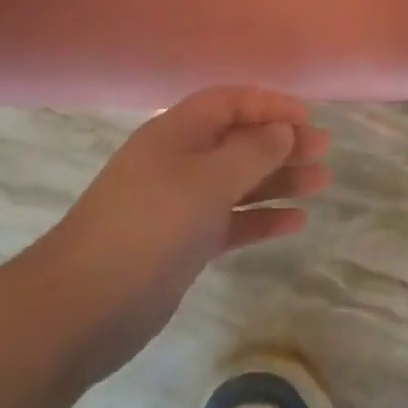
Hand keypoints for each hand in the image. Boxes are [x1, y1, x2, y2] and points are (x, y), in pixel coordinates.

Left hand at [44, 86, 330, 377]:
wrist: (83, 305)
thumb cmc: (151, 226)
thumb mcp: (208, 180)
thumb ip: (251, 152)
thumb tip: (281, 130)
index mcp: (177, 132)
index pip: (231, 102)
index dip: (271, 105)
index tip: (309, 120)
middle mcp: (180, 161)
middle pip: (239, 141)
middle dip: (282, 142)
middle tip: (323, 152)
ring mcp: (181, 204)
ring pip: (239, 182)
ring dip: (279, 180)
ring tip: (321, 183)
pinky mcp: (184, 243)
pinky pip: (231, 220)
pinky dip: (261, 219)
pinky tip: (295, 222)